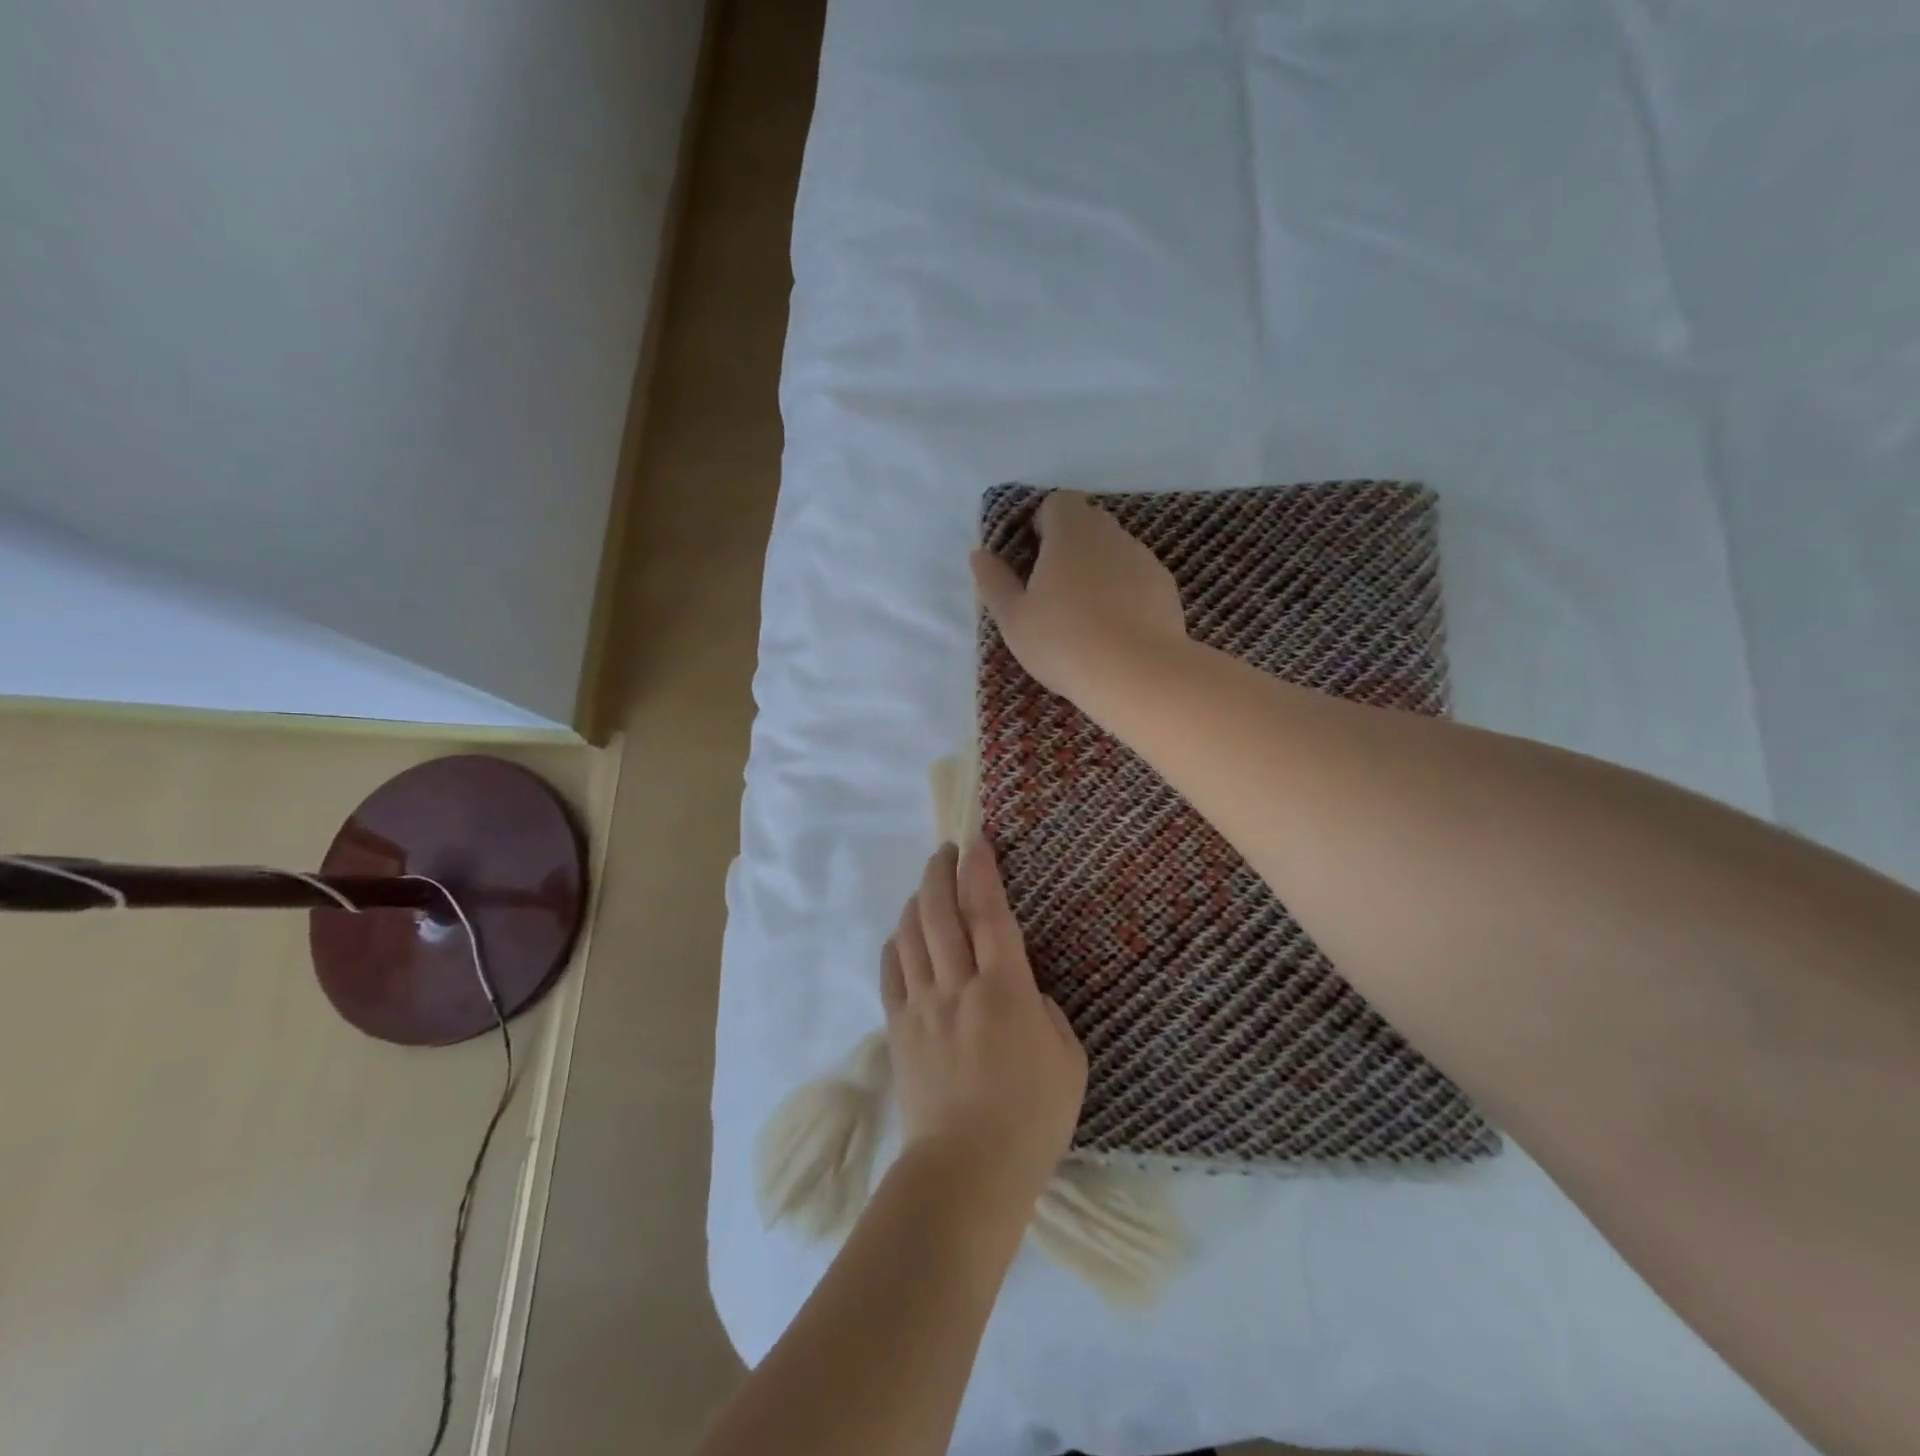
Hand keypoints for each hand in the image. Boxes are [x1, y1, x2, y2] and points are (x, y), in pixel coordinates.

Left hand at [881, 841, 1087, 1209]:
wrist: (968, 1172)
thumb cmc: (1031, 1119)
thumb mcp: (1068, 1060)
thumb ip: (1046, 1012)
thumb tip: (1023, 992)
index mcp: (1004, 989)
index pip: (988, 912)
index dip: (981, 871)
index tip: (976, 842)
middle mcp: (957, 985)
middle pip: (939, 912)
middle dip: (940, 872)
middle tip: (945, 851)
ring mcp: (922, 1006)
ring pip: (910, 936)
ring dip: (916, 902)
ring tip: (925, 888)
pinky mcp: (899, 1030)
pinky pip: (890, 974)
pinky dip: (895, 945)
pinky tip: (901, 936)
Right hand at [970, 491, 1189, 709]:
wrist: (1136, 673)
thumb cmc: (1063, 642)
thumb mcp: (1014, 619)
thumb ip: (994, 582)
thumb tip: (980, 554)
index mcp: (1071, 532)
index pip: (1058, 503)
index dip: (1043, 525)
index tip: (1034, 560)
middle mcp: (1111, 534)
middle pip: (1088, 523)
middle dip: (1070, 546)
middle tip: (1053, 591)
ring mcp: (1144, 559)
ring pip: (1115, 551)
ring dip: (1098, 570)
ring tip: (1086, 616)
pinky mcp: (1165, 587)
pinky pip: (1137, 578)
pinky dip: (1124, 593)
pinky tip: (1116, 629)